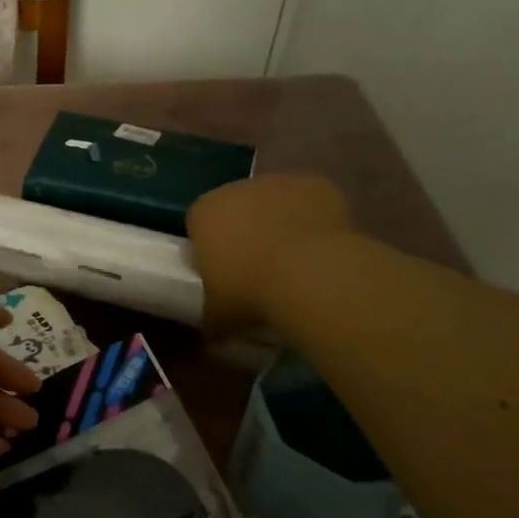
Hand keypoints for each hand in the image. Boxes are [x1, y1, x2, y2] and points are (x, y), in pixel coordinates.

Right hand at [187, 175, 352, 335]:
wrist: (308, 274)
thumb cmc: (248, 291)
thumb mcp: (217, 315)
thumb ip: (210, 317)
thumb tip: (211, 335)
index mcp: (203, 213)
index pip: (198, 223)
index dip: (210, 245)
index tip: (222, 270)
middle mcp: (236, 188)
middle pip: (236, 206)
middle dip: (244, 229)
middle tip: (257, 266)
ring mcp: (279, 182)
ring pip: (274, 201)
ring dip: (279, 221)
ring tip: (294, 260)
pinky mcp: (316, 184)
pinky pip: (310, 201)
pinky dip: (313, 218)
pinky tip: (320, 247)